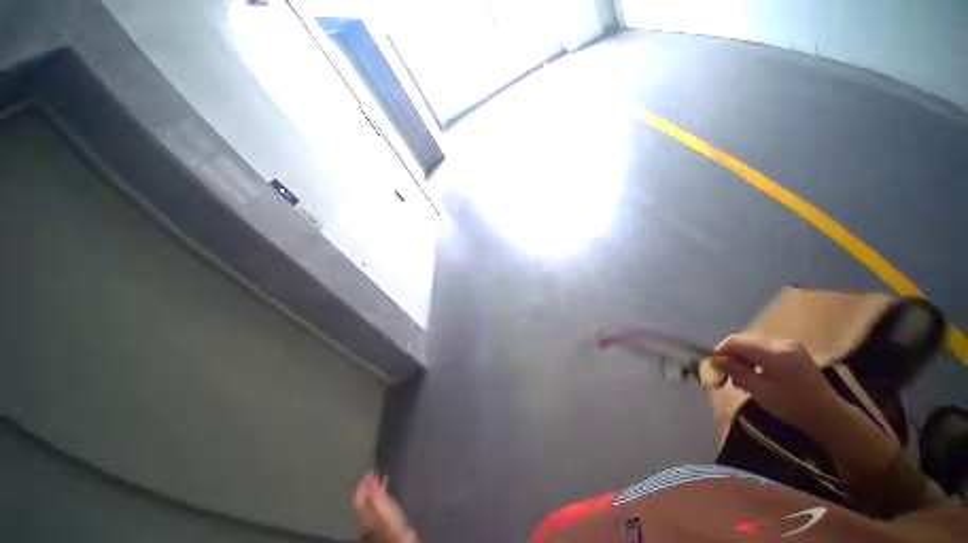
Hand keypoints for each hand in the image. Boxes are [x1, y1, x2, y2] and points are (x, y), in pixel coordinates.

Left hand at [353, 471, 416, 542]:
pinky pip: (380, 497)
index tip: (367, 472)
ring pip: (372, 496)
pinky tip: (387, 481)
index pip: (358, 496)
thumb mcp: (381, 506)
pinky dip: (382, 487)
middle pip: (365, 495)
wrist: (401, 535)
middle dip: (368, 483)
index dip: (361, 484)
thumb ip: (373, 494)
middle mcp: (368, 512)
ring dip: (375, 484)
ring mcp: (376, 513)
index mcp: (364, 511)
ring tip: (380, 474)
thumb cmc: (391, 521)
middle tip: (373, 472)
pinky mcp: (385, 513)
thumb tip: (368, 480)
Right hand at [712, 333, 847, 435]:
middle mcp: (781, 342)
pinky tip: (755, 374)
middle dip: (731, 356)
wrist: (826, 414)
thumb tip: (715, 360)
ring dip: (742, 358)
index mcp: (773, 352)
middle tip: (727, 376)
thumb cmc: (791, 405)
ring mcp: (789, 345)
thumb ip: (735, 371)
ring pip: (753, 344)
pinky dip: (754, 359)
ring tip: (741, 379)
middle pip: (744, 341)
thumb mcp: (759, 390)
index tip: (714, 366)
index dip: (720, 351)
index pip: (736, 342)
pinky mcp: (792, 350)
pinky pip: (764, 348)